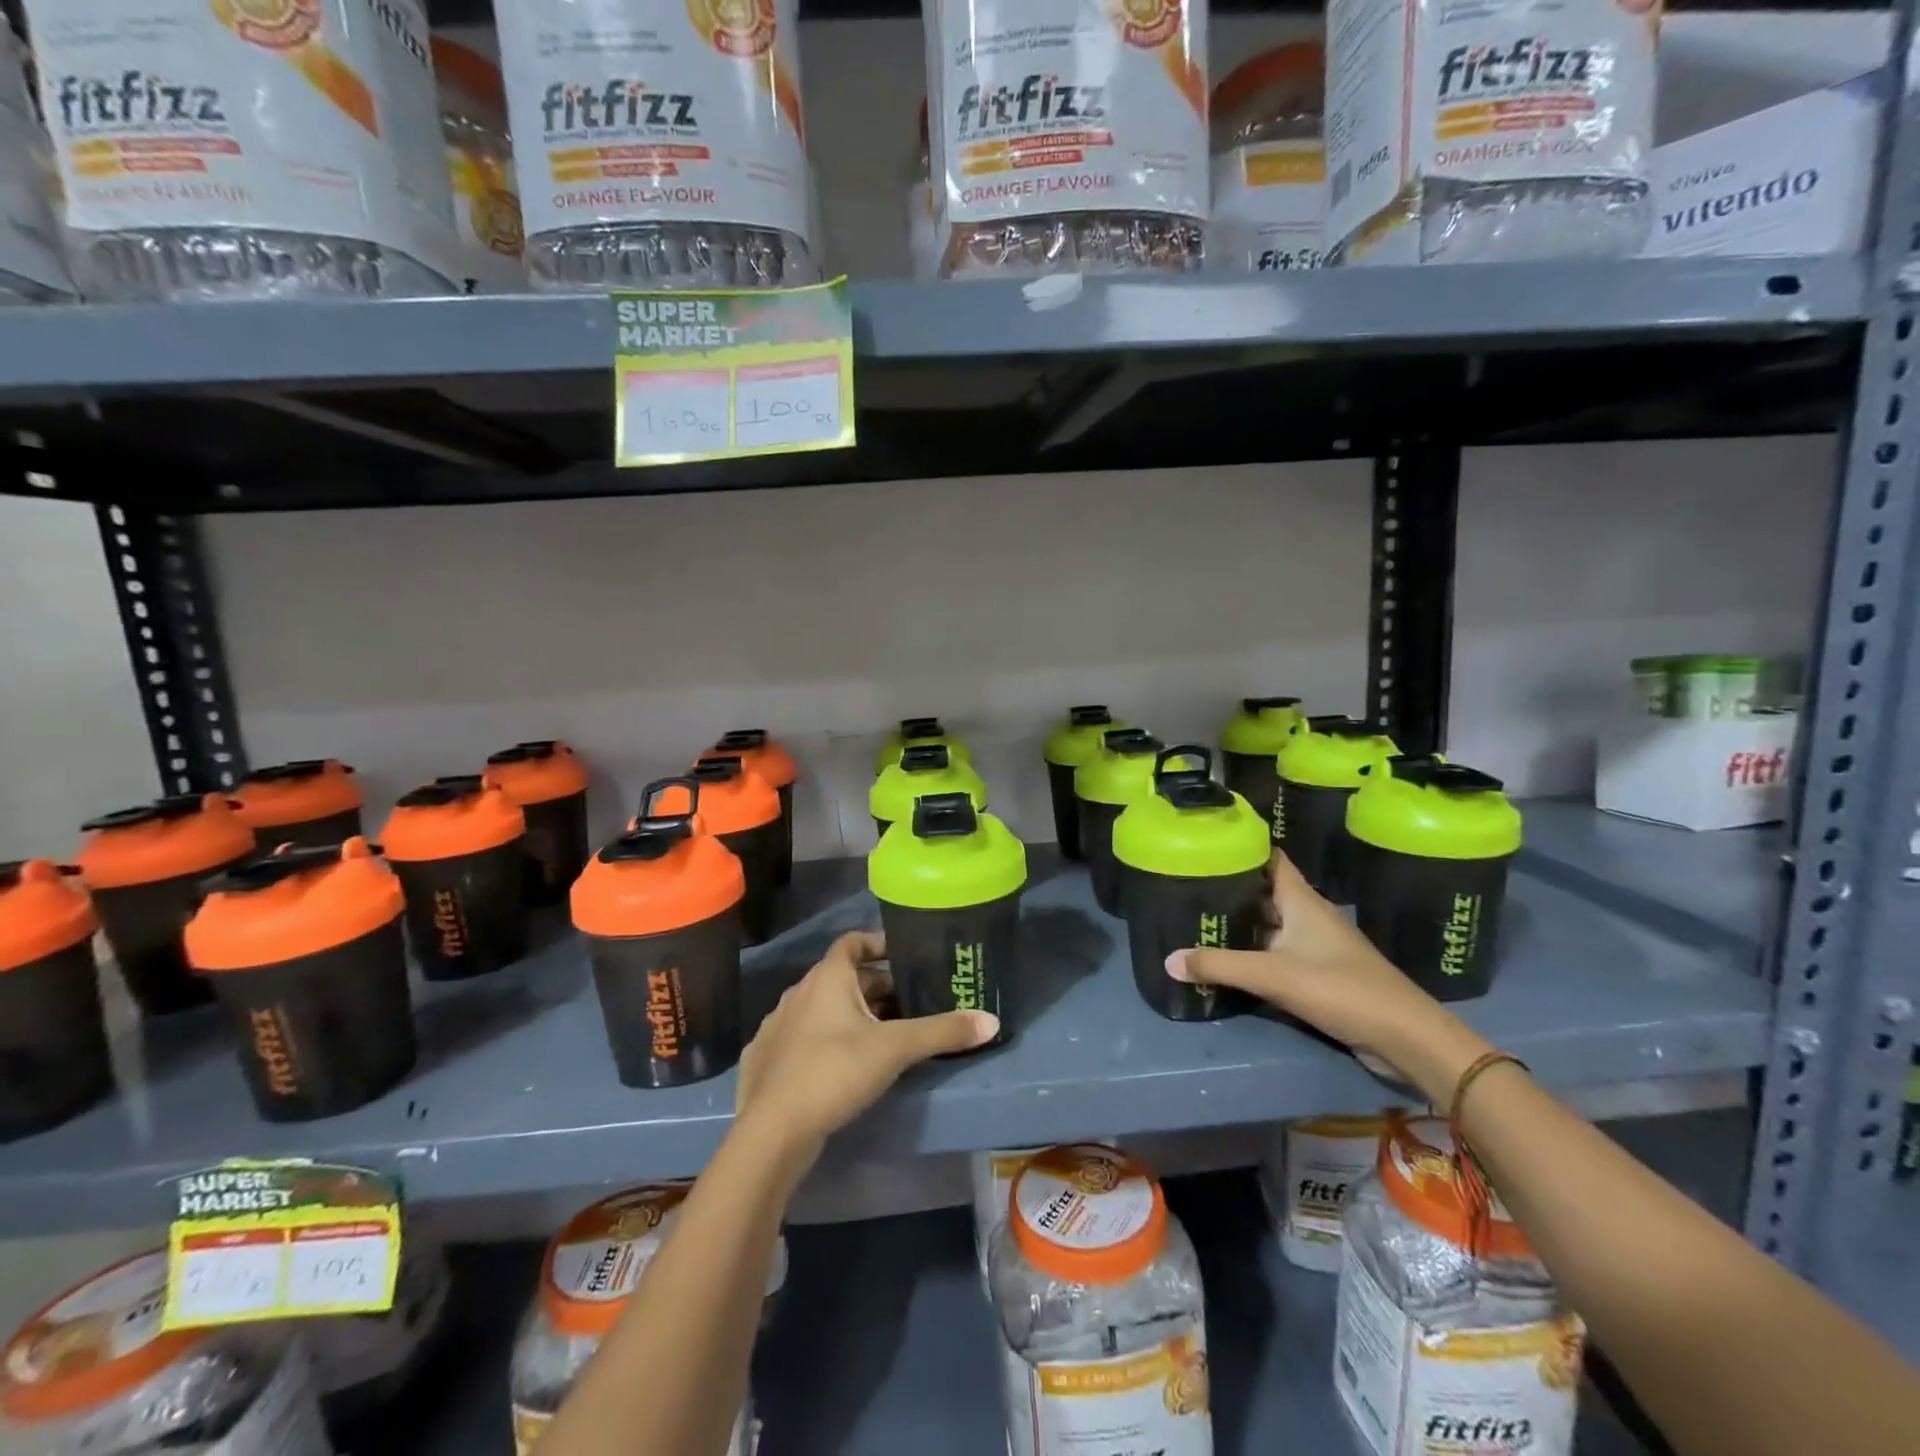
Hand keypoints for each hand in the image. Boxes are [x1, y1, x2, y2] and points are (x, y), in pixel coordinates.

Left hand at [735, 931, 998, 1159]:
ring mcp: (777, 1026)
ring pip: (822, 1009)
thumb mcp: (896, 1049)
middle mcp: (798, 993)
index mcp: (826, 978)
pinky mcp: (765, 1059)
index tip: (904, 956)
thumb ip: (943, 1032)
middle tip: (909, 1005)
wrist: (772, 1131)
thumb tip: (992, 1021)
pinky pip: (802, 1037)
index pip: (852, 942)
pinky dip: (824, 1041)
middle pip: (843, 979)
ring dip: (850, 1015)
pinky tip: (841, 1065)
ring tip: (882, 1037)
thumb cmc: (835, 1072)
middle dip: (875, 989)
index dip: (878, 944)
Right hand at [1165, 852, 1489, 1101]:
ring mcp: (1314, 947)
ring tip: (1196, 919)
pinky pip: (1276, 954)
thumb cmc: (1342, 990)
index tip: (1206, 843)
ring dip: (1239, 923)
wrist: (1405, 1038)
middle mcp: (1307, 916)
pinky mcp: (1318, 974)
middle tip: (1185, 885)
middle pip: (1264, 892)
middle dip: (1229, 888)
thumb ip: (1220, 965)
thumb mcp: (1274, 976)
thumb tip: (1167, 960)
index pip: (1270, 859)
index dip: (1242, 847)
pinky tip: (1226, 960)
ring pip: (1268, 925)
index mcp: (1301, 901)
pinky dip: (1252, 953)